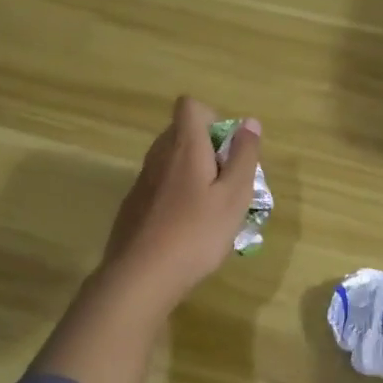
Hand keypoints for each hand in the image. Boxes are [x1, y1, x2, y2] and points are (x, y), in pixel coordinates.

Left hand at [99, 96, 261, 313]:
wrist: (141, 276)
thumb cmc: (196, 233)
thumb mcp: (234, 196)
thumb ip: (244, 156)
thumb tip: (249, 122)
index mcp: (185, 147)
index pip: (189, 106)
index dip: (212, 117)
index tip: (227, 148)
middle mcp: (158, 156)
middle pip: (180, 133)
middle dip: (206, 148)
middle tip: (226, 182)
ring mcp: (141, 182)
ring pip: (169, 161)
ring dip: (192, 173)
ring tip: (210, 209)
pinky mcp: (133, 206)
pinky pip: (159, 186)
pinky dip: (175, 195)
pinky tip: (186, 229)